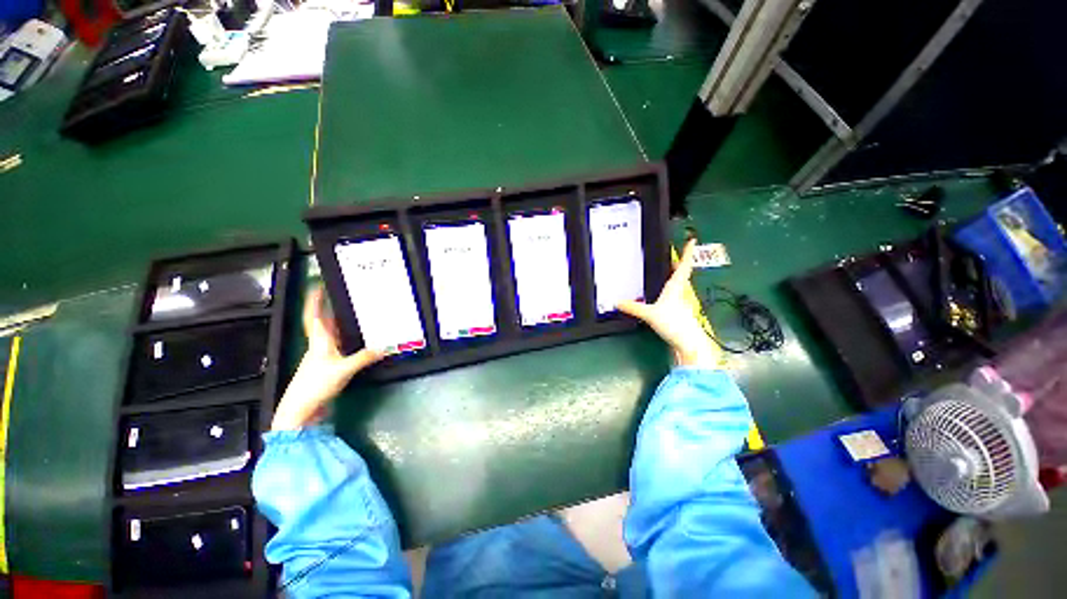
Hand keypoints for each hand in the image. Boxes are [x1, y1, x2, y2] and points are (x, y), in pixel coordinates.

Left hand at [271, 286, 382, 430]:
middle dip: (332, 310)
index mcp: (319, 342)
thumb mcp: (343, 370)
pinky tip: (357, 341)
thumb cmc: (316, 385)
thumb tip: (386, 347)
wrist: (300, 410)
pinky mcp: (327, 367)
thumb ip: (364, 358)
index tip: (317, 286)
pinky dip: (347, 341)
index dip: (314, 301)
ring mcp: (322, 357)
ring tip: (355, 315)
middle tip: (344, 298)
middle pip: (324, 323)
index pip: (314, 317)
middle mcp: (319, 346)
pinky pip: (339, 347)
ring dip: (341, 325)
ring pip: (332, 335)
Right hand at [619, 239, 720, 367]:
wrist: (688, 342)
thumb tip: (617, 302)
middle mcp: (681, 292)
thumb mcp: (649, 314)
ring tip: (668, 269)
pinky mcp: (679, 311)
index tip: (692, 240)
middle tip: (674, 254)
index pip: (683, 266)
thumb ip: (633, 307)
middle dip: (679, 262)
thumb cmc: (674, 323)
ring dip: (676, 275)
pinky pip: (675, 295)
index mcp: (676, 287)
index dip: (688, 253)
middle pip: (682, 273)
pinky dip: (671, 289)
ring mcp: (681, 302)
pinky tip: (664, 293)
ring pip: (680, 284)